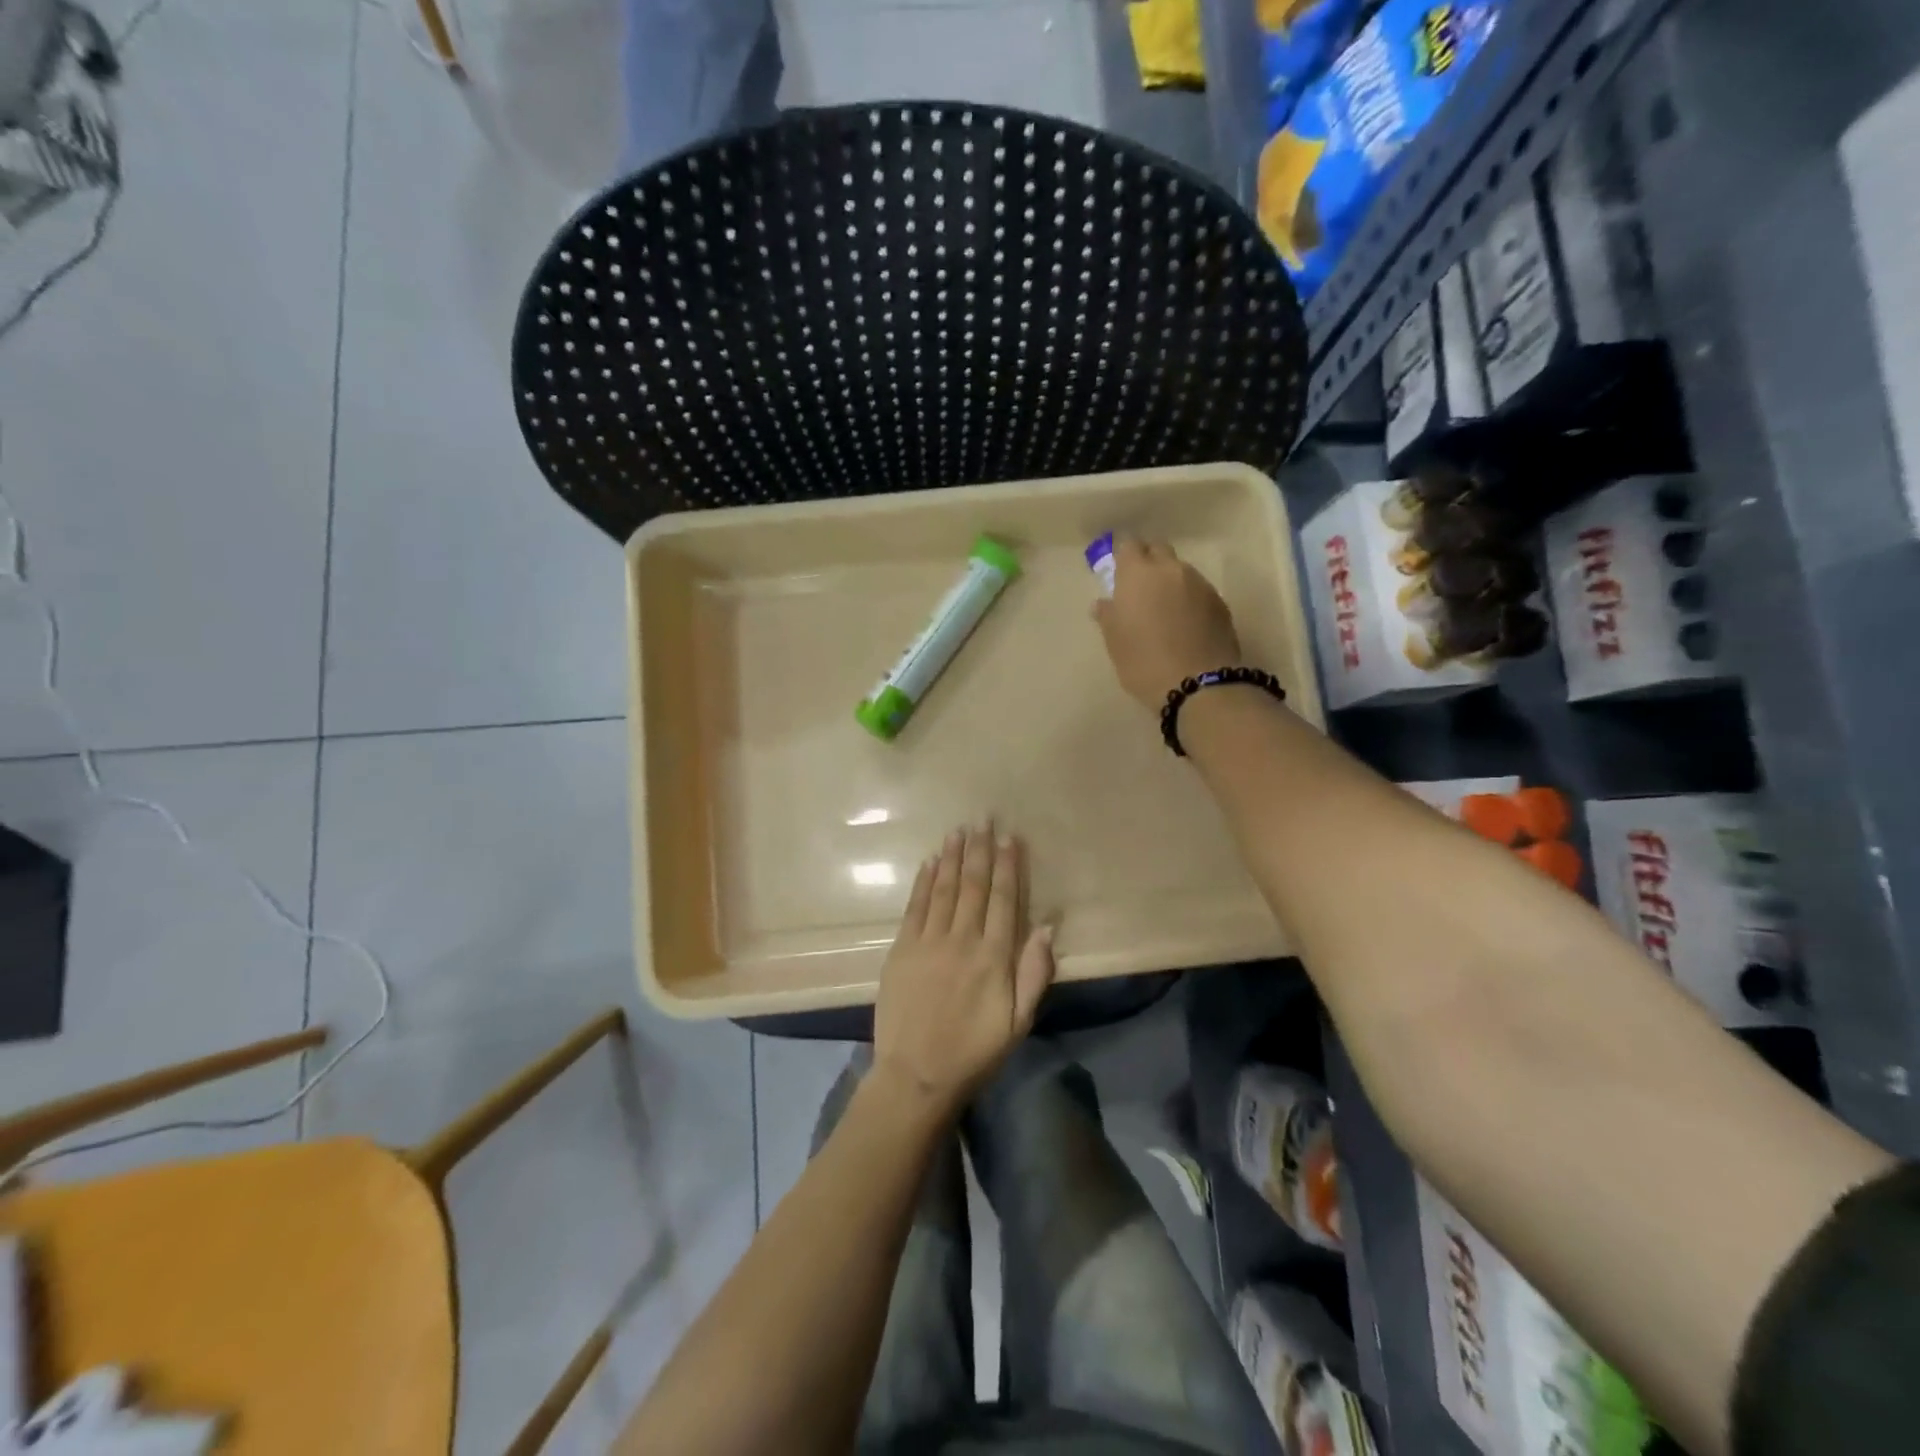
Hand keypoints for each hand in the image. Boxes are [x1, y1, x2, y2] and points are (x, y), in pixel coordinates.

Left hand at [872, 824, 1055, 1120]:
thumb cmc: (974, 1052)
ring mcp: (928, 942)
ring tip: (958, 830)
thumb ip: (1034, 972)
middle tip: (983, 818)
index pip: (1003, 899)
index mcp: (994, 957)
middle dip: (980, 850)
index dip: (1007, 866)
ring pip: (943, 888)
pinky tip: (929, 861)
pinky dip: (923, 880)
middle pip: (973, 886)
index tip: (1009, 837)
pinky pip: (915, 906)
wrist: (916, 1075)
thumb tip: (1047, 925)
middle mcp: (962, 940)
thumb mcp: (1019, 1021)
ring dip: (952, 856)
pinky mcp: (901, 949)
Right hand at [1093, 537, 1242, 709]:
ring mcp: (1200, 584)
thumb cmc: (1144, 662)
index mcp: (1138, 574)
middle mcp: (1171, 570)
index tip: (1117, 571)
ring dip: (1170, 581)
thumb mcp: (1115, 642)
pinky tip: (1185, 624)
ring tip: (1164, 610)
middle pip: (1158, 550)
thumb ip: (1108, 616)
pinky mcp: (1220, 603)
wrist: (1199, 684)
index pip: (1128, 545)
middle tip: (1139, 587)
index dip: (1122, 555)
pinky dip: (1188, 599)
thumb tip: (1104, 603)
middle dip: (1147, 561)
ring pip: (1180, 571)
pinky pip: (1198, 591)